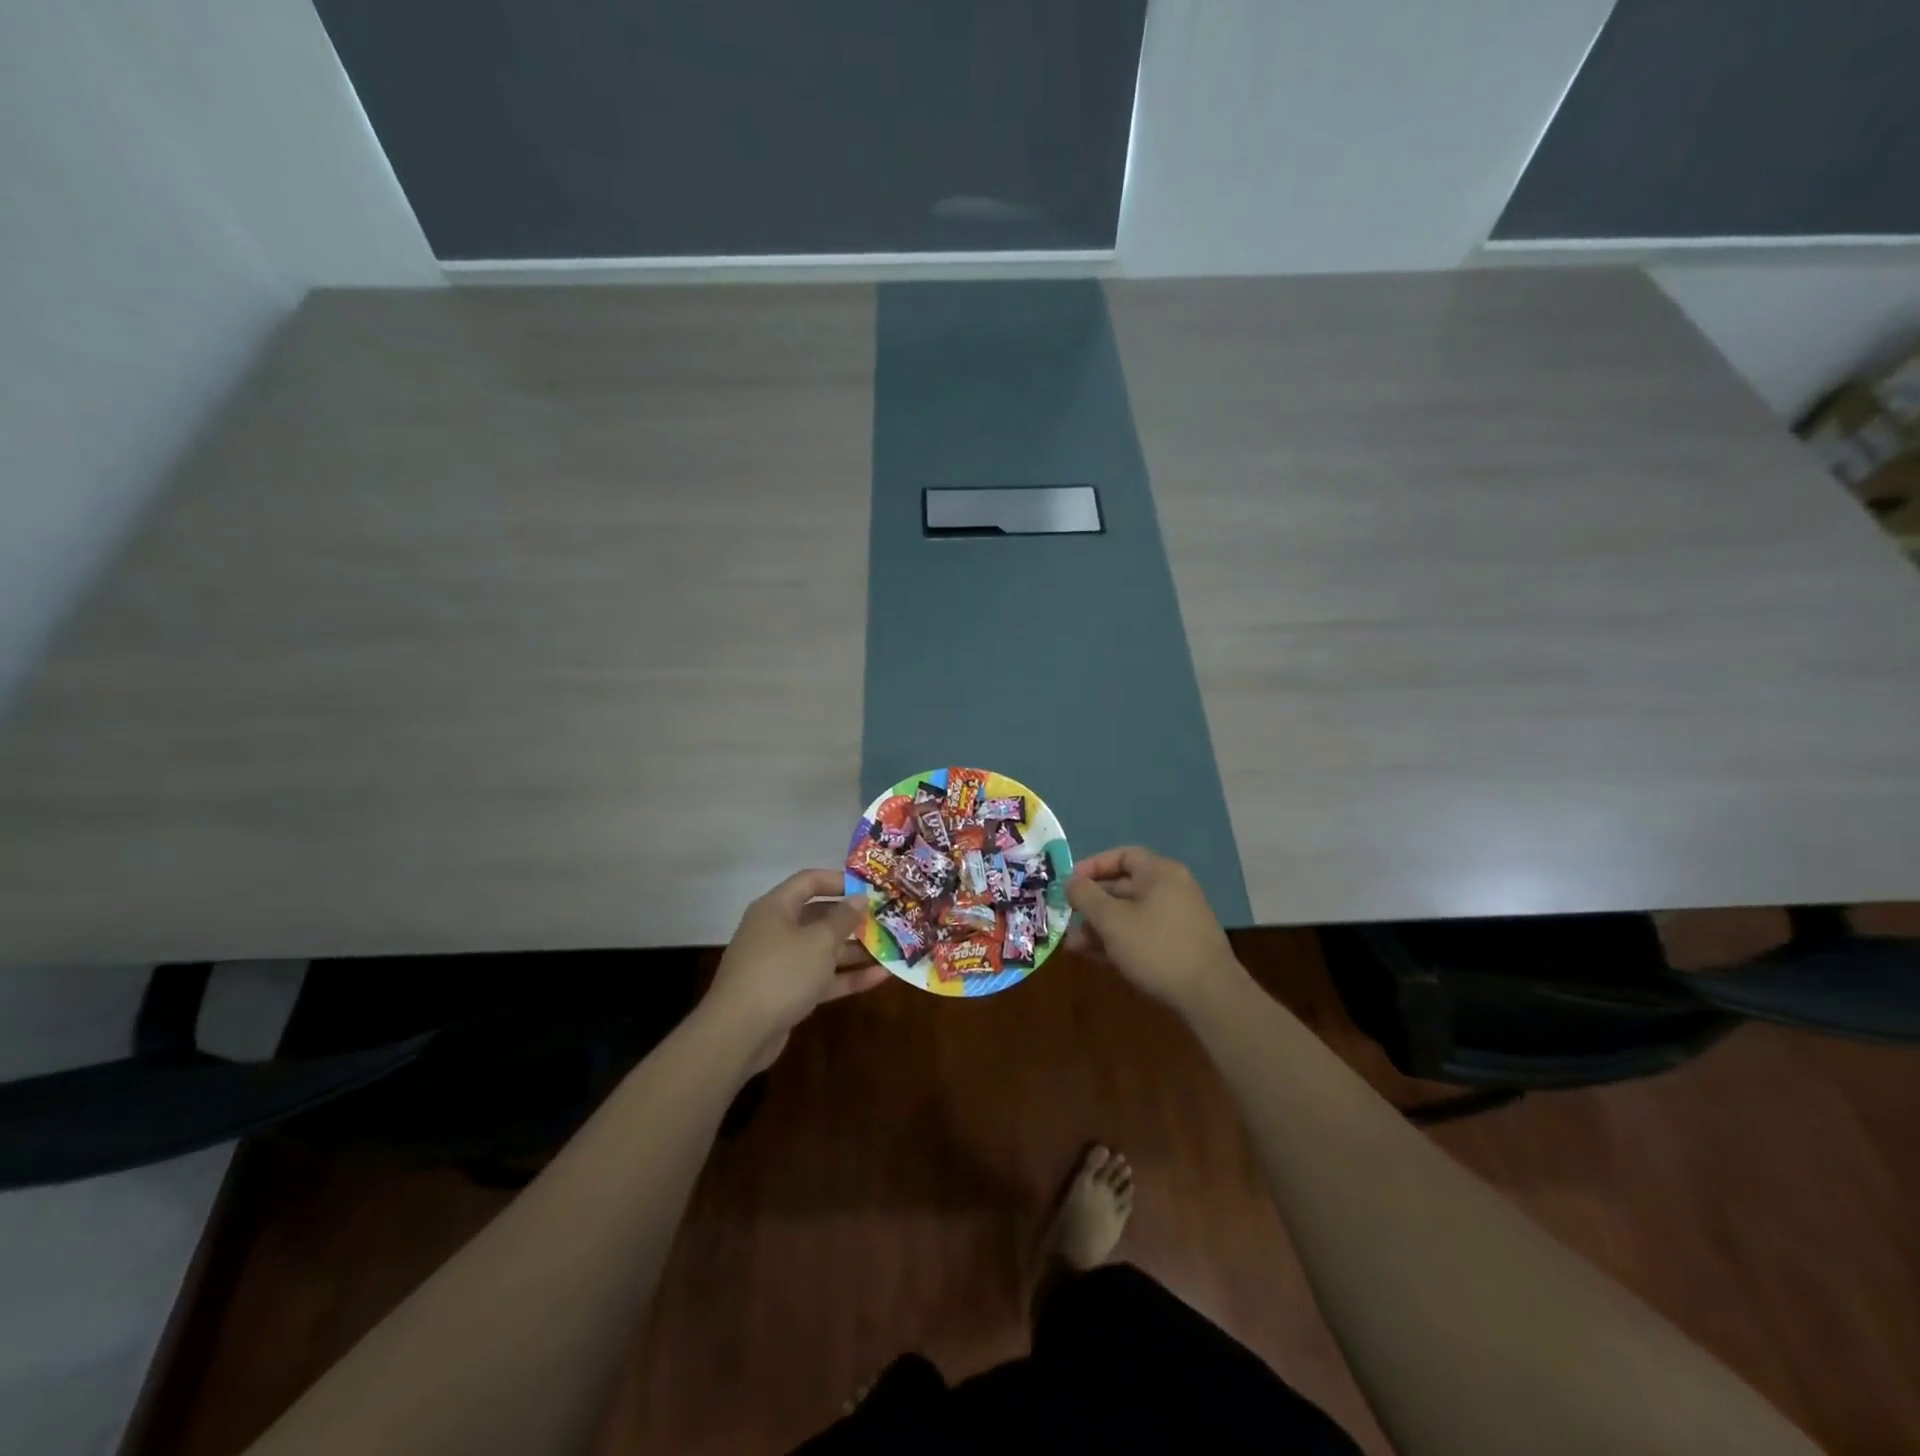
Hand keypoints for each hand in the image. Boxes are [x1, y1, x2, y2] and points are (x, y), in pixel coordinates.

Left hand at [706, 869, 889, 1071]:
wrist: (739, 1033)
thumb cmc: (781, 973)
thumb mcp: (819, 941)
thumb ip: (843, 918)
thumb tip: (860, 898)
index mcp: (777, 908)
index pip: (809, 881)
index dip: (840, 881)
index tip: (870, 888)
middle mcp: (777, 931)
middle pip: (819, 917)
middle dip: (854, 920)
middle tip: (887, 920)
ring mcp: (782, 964)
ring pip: (824, 950)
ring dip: (856, 950)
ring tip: (893, 948)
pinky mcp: (788, 993)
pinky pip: (822, 978)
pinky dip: (848, 976)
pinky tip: (882, 977)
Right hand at [1065, 847, 1245, 1015]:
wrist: (1209, 997)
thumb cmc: (1156, 948)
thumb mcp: (1111, 920)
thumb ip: (1085, 896)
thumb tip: (1070, 882)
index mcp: (1160, 873)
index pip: (1122, 856)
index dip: (1092, 866)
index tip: (1069, 885)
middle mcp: (1171, 889)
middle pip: (1123, 887)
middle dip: (1091, 904)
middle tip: (1065, 919)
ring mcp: (1177, 919)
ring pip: (1130, 914)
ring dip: (1100, 927)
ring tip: (1073, 946)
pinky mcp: (1179, 945)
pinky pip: (1142, 933)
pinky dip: (1119, 941)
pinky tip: (1095, 957)